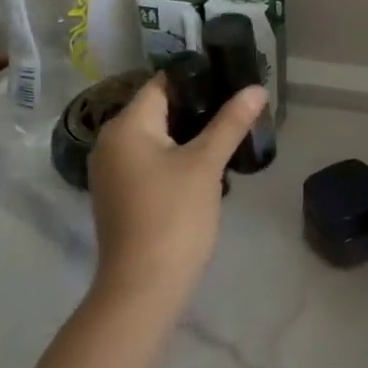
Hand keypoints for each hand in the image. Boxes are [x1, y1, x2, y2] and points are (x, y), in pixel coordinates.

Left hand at [86, 77, 265, 311]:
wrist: (142, 290)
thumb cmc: (173, 216)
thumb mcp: (206, 163)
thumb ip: (231, 122)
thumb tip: (256, 88)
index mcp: (126, 125)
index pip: (163, 83)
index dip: (199, 78)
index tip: (232, 77)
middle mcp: (111, 141)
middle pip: (159, 108)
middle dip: (199, 106)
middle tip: (237, 105)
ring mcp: (113, 170)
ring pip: (157, 135)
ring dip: (190, 132)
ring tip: (230, 130)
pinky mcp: (121, 194)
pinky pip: (151, 159)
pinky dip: (176, 155)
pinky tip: (207, 163)